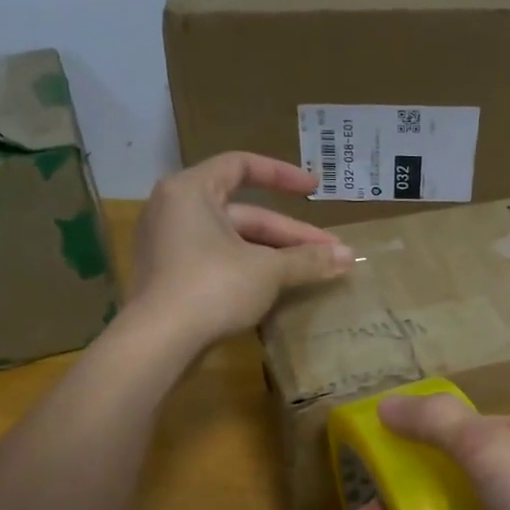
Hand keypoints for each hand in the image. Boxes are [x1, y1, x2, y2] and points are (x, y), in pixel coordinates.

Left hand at [126, 152, 352, 350]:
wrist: (159, 342)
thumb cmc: (212, 287)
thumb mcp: (267, 271)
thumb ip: (308, 260)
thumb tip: (350, 256)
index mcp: (191, 190)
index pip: (241, 166)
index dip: (282, 175)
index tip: (314, 189)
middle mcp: (175, 210)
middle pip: (243, 213)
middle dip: (289, 235)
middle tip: (329, 253)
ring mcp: (169, 246)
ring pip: (232, 242)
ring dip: (273, 255)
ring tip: (311, 272)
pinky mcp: (170, 279)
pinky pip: (216, 263)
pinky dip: (247, 270)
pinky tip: (278, 289)